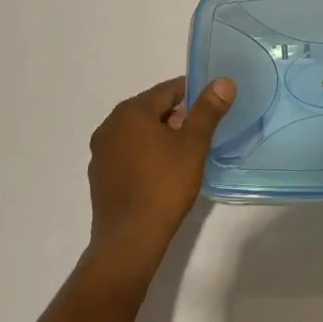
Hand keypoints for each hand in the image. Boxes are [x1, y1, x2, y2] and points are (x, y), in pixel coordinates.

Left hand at [84, 76, 235, 284]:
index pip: (167, 90)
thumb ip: (207, 110)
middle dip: (175, 116)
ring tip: (183, 153)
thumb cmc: (164, 185)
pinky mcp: (99, 176)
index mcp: (131, 111)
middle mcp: (110, 125)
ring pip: (137, 132)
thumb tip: (223, 81)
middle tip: (200, 131)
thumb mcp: (193, 145)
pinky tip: (159, 172)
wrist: (129, 240)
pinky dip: (144, 154)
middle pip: (150, 109)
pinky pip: (126, 153)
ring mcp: (101, 152)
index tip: (210, 104)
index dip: (191, 93)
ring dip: (158, 135)